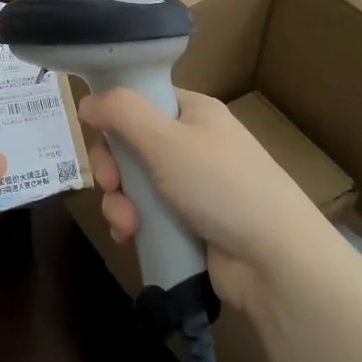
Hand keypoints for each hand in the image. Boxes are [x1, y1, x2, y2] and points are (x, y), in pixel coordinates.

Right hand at [80, 90, 326, 313]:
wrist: (274, 260)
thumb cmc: (220, 185)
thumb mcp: (166, 139)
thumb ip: (122, 113)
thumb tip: (87, 101)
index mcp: (194, 113)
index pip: (142, 101)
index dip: (115, 117)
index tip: (98, 136)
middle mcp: (193, 144)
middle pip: (132, 145)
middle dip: (113, 169)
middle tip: (110, 185)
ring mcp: (193, 186)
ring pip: (135, 184)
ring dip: (120, 202)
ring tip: (126, 225)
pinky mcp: (190, 224)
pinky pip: (147, 216)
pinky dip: (134, 225)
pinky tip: (131, 238)